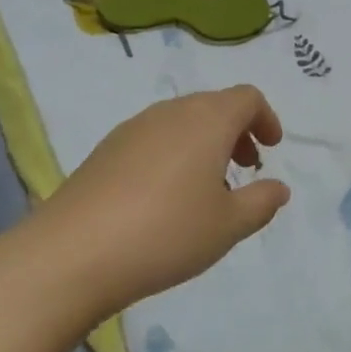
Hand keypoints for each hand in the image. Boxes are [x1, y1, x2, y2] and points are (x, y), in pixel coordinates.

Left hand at [14, 85, 289, 322]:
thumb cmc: (166, 233)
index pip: (246, 98)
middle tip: (246, 168)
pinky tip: (164, 198)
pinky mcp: (105, 150)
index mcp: (207, 120)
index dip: (266, 118)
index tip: (272, 149)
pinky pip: (154, 138)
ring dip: (204, 143)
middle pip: (214, 105)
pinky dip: (174, 154)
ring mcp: (134, 128)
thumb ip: (261, 202)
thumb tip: (278, 187)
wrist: (72, 253)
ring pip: (182, 121)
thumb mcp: (228, 226)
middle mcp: (171, 112)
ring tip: (206, 188)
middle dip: (237, 131)